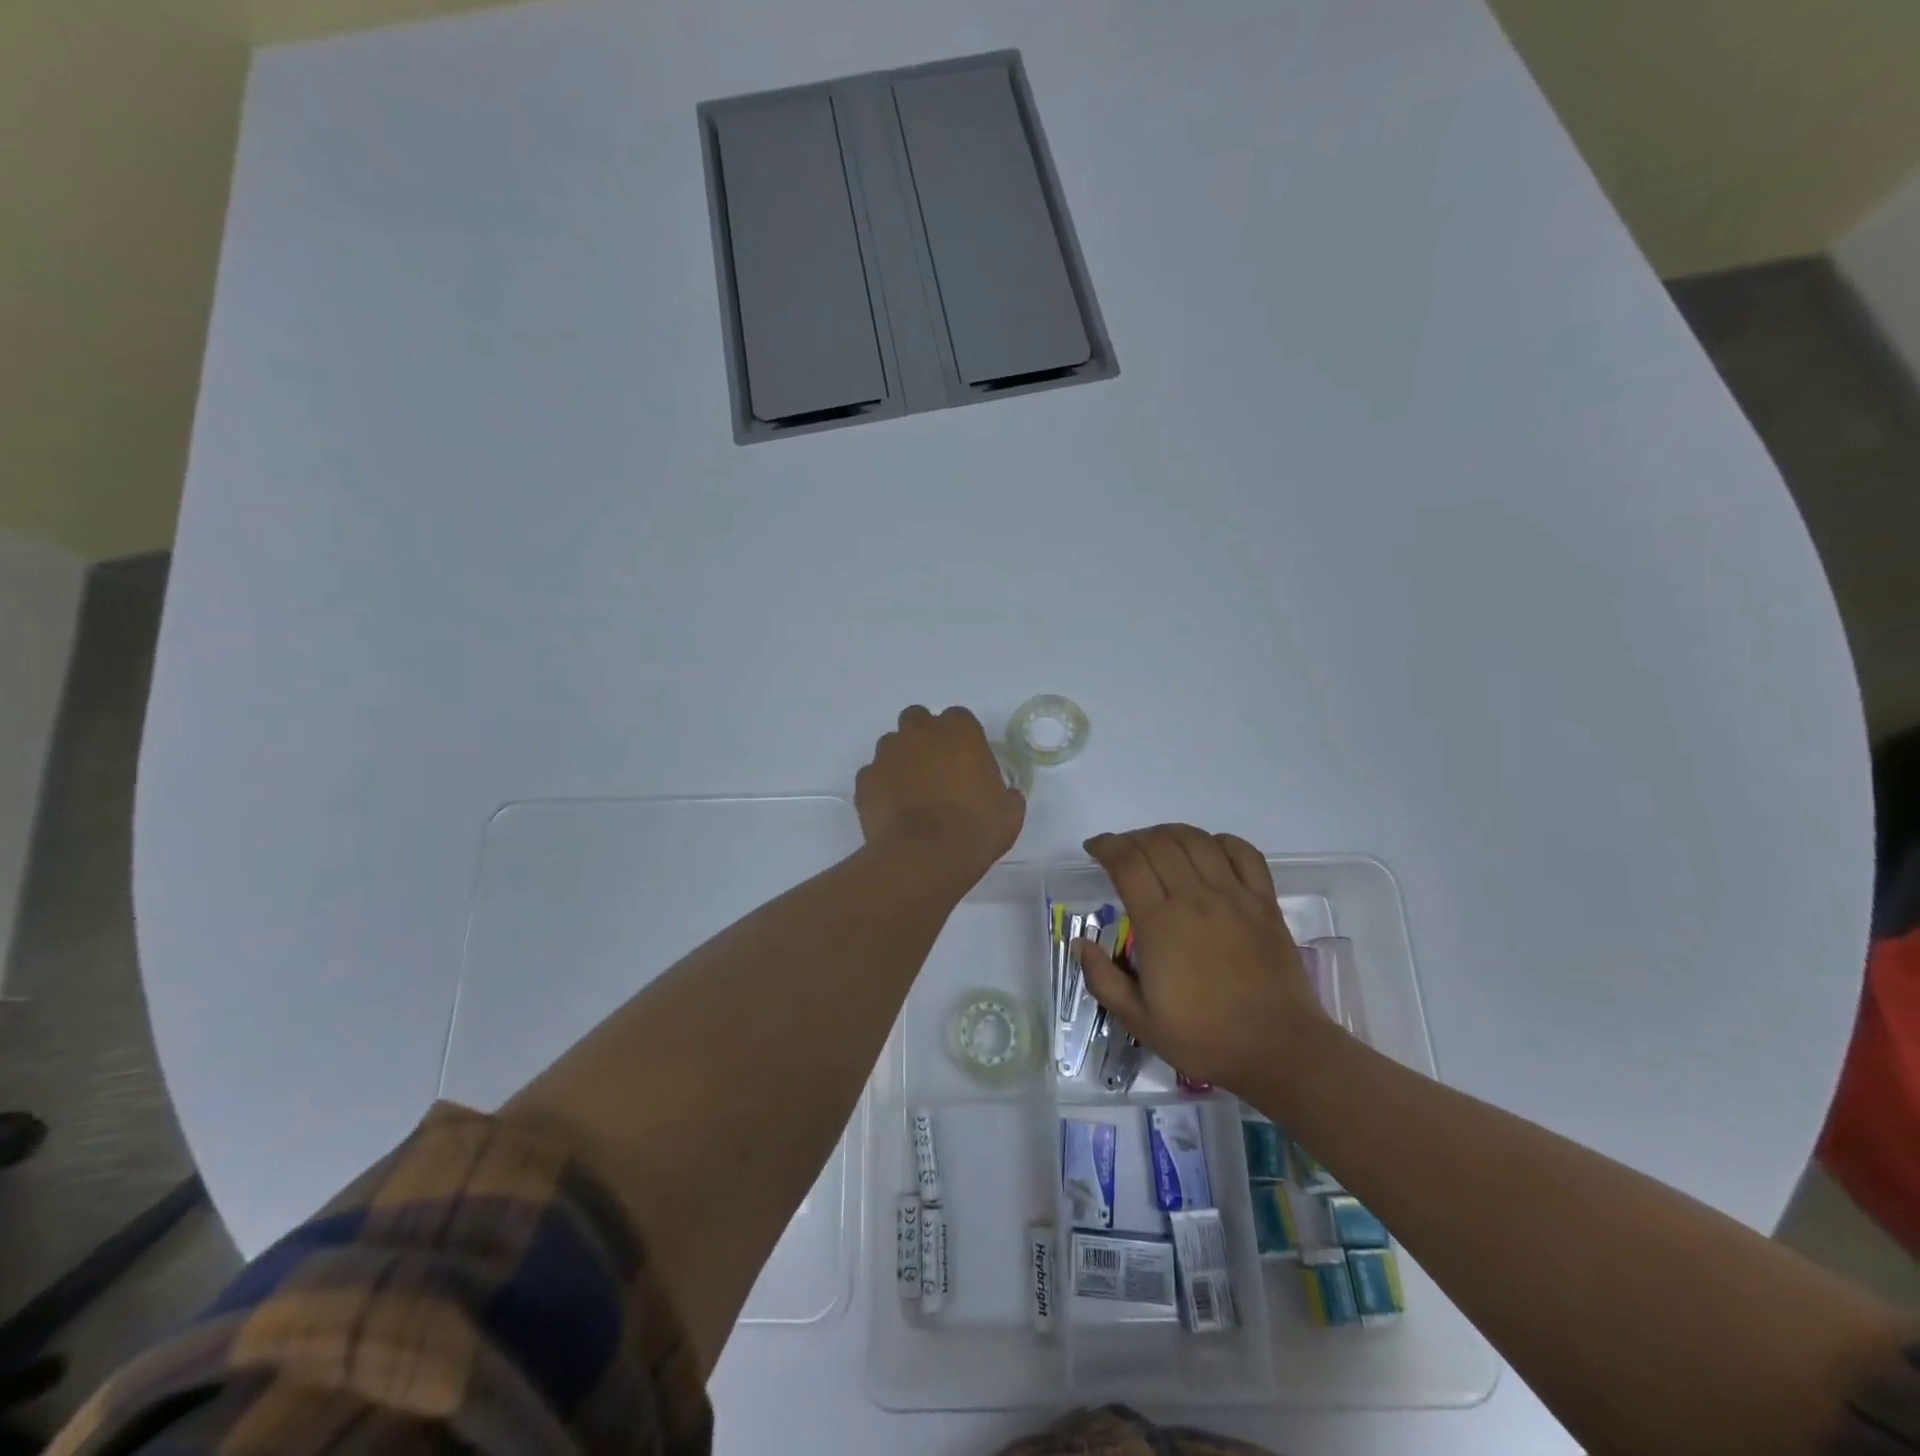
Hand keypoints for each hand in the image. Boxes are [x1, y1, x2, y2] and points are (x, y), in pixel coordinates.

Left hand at [856, 706, 1024, 882]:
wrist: (925, 856)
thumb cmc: (975, 829)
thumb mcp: (1009, 813)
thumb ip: (1006, 794)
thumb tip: (1006, 794)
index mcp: (960, 731)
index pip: (959, 718)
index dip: (962, 738)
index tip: (966, 760)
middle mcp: (920, 732)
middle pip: (918, 720)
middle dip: (924, 737)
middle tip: (935, 768)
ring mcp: (888, 754)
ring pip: (891, 744)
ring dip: (900, 759)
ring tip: (910, 791)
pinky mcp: (865, 780)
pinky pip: (873, 775)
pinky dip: (881, 786)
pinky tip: (892, 809)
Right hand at [1076, 825, 1329, 1090]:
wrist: (1278, 1050)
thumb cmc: (1204, 1038)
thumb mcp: (1139, 1020)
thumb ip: (1103, 979)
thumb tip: (1081, 943)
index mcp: (1160, 924)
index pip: (1127, 863)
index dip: (1105, 846)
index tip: (1094, 848)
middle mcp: (1195, 898)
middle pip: (1158, 843)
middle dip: (1132, 838)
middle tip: (1122, 852)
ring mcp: (1234, 896)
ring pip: (1197, 841)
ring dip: (1170, 833)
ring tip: (1158, 845)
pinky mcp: (1265, 902)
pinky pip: (1244, 853)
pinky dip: (1221, 842)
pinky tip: (1209, 851)